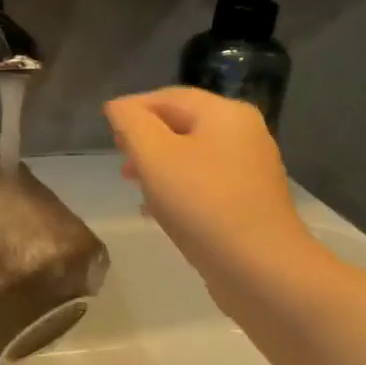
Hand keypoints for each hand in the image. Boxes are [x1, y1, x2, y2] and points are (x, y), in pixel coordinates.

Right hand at [104, 87, 310, 282]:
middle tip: (118, 155)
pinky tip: (156, 209)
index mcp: (224, 114)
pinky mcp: (248, 201)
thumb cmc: (201, 204)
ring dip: (158, 164)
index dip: (132, 107)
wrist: (260, 268)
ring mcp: (249, 169)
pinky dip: (176, 187)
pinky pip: (204, 182)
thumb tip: (118, 107)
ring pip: (191, 154)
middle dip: (145, 137)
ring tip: (131, 182)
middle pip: (182, 123)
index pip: (168, 96)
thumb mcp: (154, 156)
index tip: (105, 126)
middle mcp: (243, 133)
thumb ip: (131, 124)